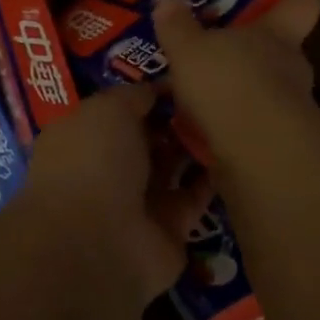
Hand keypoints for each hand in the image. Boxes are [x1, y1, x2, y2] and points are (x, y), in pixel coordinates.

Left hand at [22, 85, 214, 306]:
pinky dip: (212, 180)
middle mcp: (107, 169)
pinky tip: (236, 153)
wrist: (101, 242)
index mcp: (83, 138)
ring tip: (228, 118)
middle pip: (147, 139)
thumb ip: (133, 95)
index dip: (146, 95)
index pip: (117, 111)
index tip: (182, 77)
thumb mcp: (109, 109)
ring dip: (195, 147)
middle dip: (174, 119)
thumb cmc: (94, 161)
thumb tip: (156, 88)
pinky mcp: (170, 229)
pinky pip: (195, 198)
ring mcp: (138, 202)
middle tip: (211, 96)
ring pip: (172, 167)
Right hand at [153, 0, 319, 159]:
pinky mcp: (280, 142)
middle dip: (246, 46)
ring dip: (236, 88)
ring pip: (264, 86)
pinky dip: (230, 123)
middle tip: (209, 49)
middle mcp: (291, 64)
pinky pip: (252, 122)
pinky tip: (198, 130)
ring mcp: (291, 105)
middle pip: (277, 45)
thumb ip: (177, 23)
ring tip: (195, 94)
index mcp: (277, 32)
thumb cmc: (228, 83)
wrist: (260, 155)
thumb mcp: (188, 48)